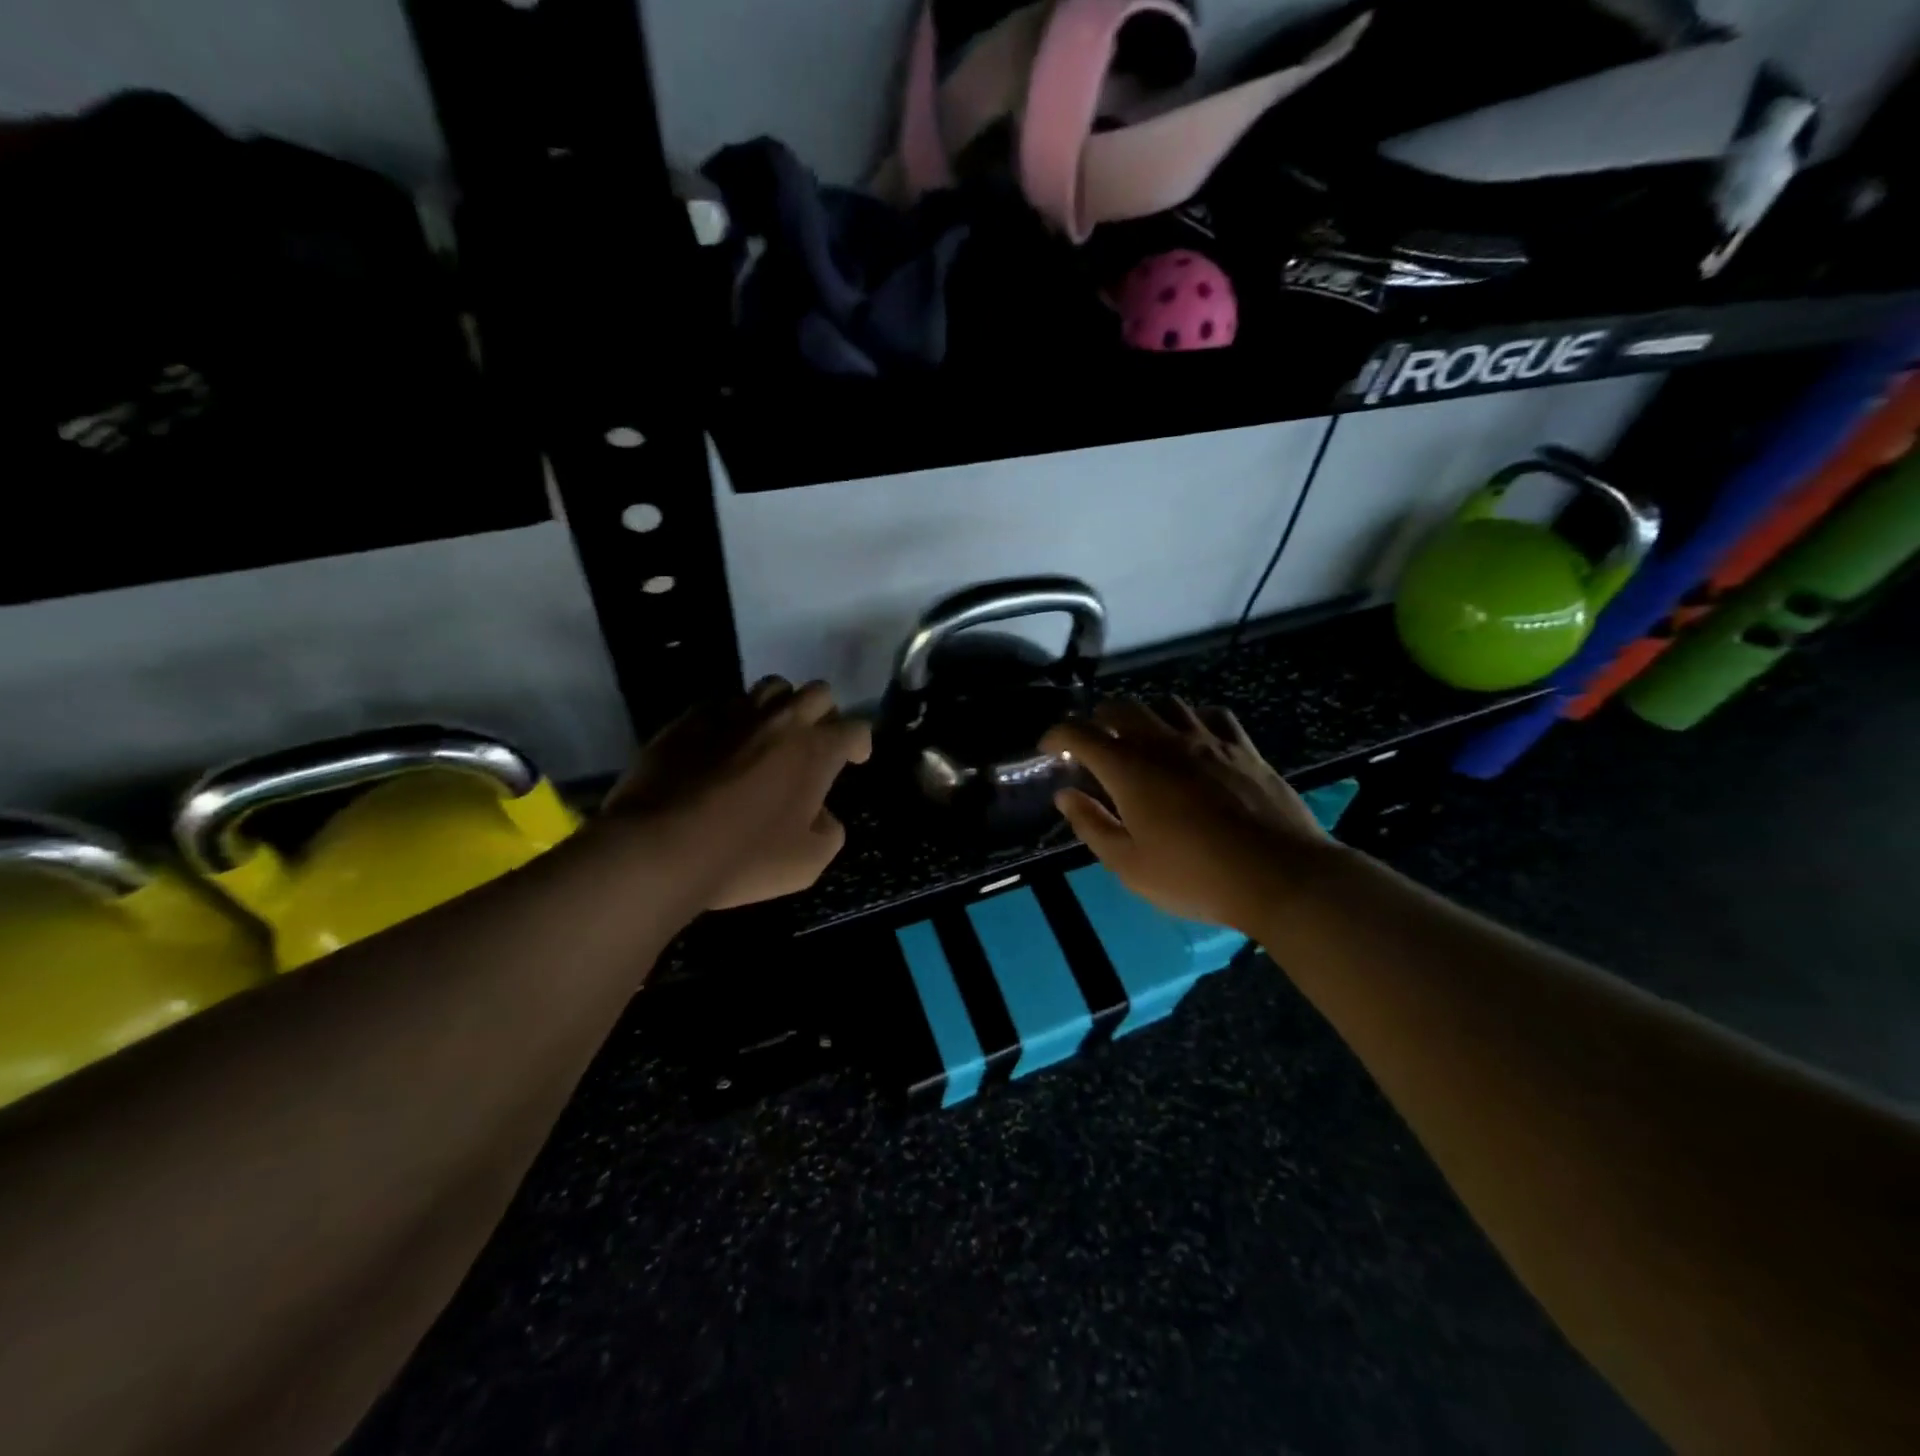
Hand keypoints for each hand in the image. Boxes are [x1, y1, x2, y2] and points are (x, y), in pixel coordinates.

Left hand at [606, 677, 871, 909]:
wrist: (661, 846)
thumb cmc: (745, 857)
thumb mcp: (808, 863)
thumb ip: (829, 831)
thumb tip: (821, 813)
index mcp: (815, 751)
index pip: (855, 728)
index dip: (860, 743)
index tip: (855, 759)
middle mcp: (780, 721)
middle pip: (817, 692)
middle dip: (825, 714)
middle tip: (815, 742)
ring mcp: (733, 714)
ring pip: (771, 687)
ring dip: (781, 706)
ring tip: (771, 733)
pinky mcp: (690, 719)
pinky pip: (722, 704)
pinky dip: (733, 718)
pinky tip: (724, 743)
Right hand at [1041, 698, 1336, 930]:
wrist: (1279, 875)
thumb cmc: (1194, 876)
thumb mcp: (1129, 865)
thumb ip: (1092, 825)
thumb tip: (1065, 795)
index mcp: (1129, 769)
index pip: (1080, 733)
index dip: (1057, 734)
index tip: (1048, 747)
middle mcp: (1164, 742)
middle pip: (1121, 707)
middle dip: (1097, 718)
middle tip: (1093, 743)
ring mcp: (1207, 739)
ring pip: (1166, 703)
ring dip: (1144, 714)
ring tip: (1142, 737)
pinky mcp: (1243, 747)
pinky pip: (1212, 714)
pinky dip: (1192, 717)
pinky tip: (1193, 735)